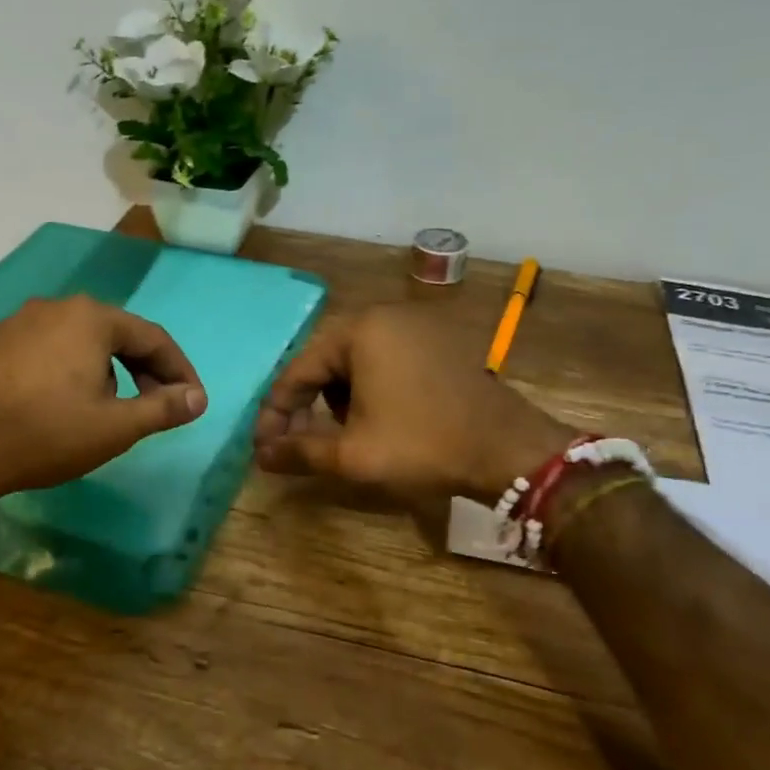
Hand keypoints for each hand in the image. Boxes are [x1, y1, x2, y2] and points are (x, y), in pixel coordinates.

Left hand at [0, 294, 207, 505]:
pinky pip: (52, 350)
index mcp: (92, 317)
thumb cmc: (47, 433)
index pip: (153, 338)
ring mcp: (21, 322)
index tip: (192, 402)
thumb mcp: (115, 427)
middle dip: (145, 371)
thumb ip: (163, 409)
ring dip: (110, 372)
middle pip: (117, 336)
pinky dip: (74, 372)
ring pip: (83, 343)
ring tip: (113, 410)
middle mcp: (57, 307)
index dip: (180, 371)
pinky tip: (68, 404)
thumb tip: (198, 399)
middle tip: (158, 407)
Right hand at [254, 304, 573, 504]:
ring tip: (347, 433)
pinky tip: (381, 417)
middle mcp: (387, 314)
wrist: (510, 451)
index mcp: (361, 330)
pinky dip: (372, 386)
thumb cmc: (423, 445)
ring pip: (357, 360)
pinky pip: (388, 358)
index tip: (264, 444)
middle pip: (327, 360)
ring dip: (341, 396)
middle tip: (303, 440)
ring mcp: (420, 324)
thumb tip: (260, 455)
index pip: (299, 369)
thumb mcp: (352, 454)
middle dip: (310, 404)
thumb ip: (299, 451)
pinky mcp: (442, 341)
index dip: (276, 411)